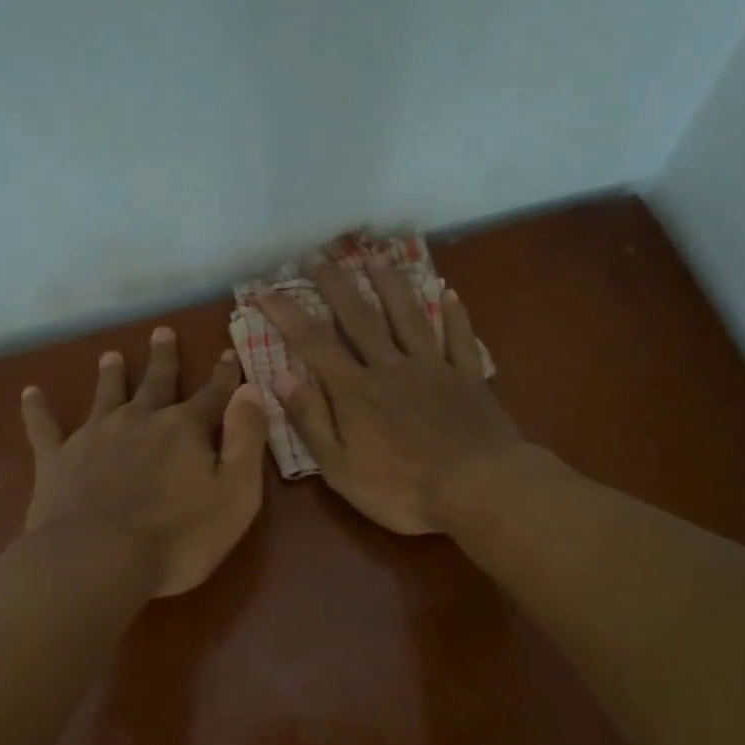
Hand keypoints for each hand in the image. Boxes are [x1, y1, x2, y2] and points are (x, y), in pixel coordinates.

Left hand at [21, 327, 268, 596]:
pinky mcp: (57, 460)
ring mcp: (94, 436)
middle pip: (156, 382)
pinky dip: (37, 409)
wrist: (98, 559)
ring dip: (110, 375)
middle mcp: (140, 420)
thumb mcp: (236, 494)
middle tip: (162, 332)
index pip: (212, 394)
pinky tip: (30, 393)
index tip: (226, 353)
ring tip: (110, 355)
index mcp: (185, 429)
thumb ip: (247, 439)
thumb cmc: (178, 536)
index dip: (223, 375)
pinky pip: (44, 427)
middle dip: (163, 358)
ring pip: (105, 395)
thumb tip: (251, 390)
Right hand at [257, 256, 525, 534]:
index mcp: (356, 391)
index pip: (313, 343)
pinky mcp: (468, 378)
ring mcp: (433, 368)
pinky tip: (448, 292)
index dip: (287, 313)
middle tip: (317, 255)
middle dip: (335, 285)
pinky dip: (454, 314)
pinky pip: (459, 338)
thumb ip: (311, 420)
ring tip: (374, 257)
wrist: (479, 489)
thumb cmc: (402, 489)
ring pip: (407, 316)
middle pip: (359, 318)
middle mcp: (391, 367)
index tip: (264, 288)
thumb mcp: (340, 468)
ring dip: (389, 285)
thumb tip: (279, 376)